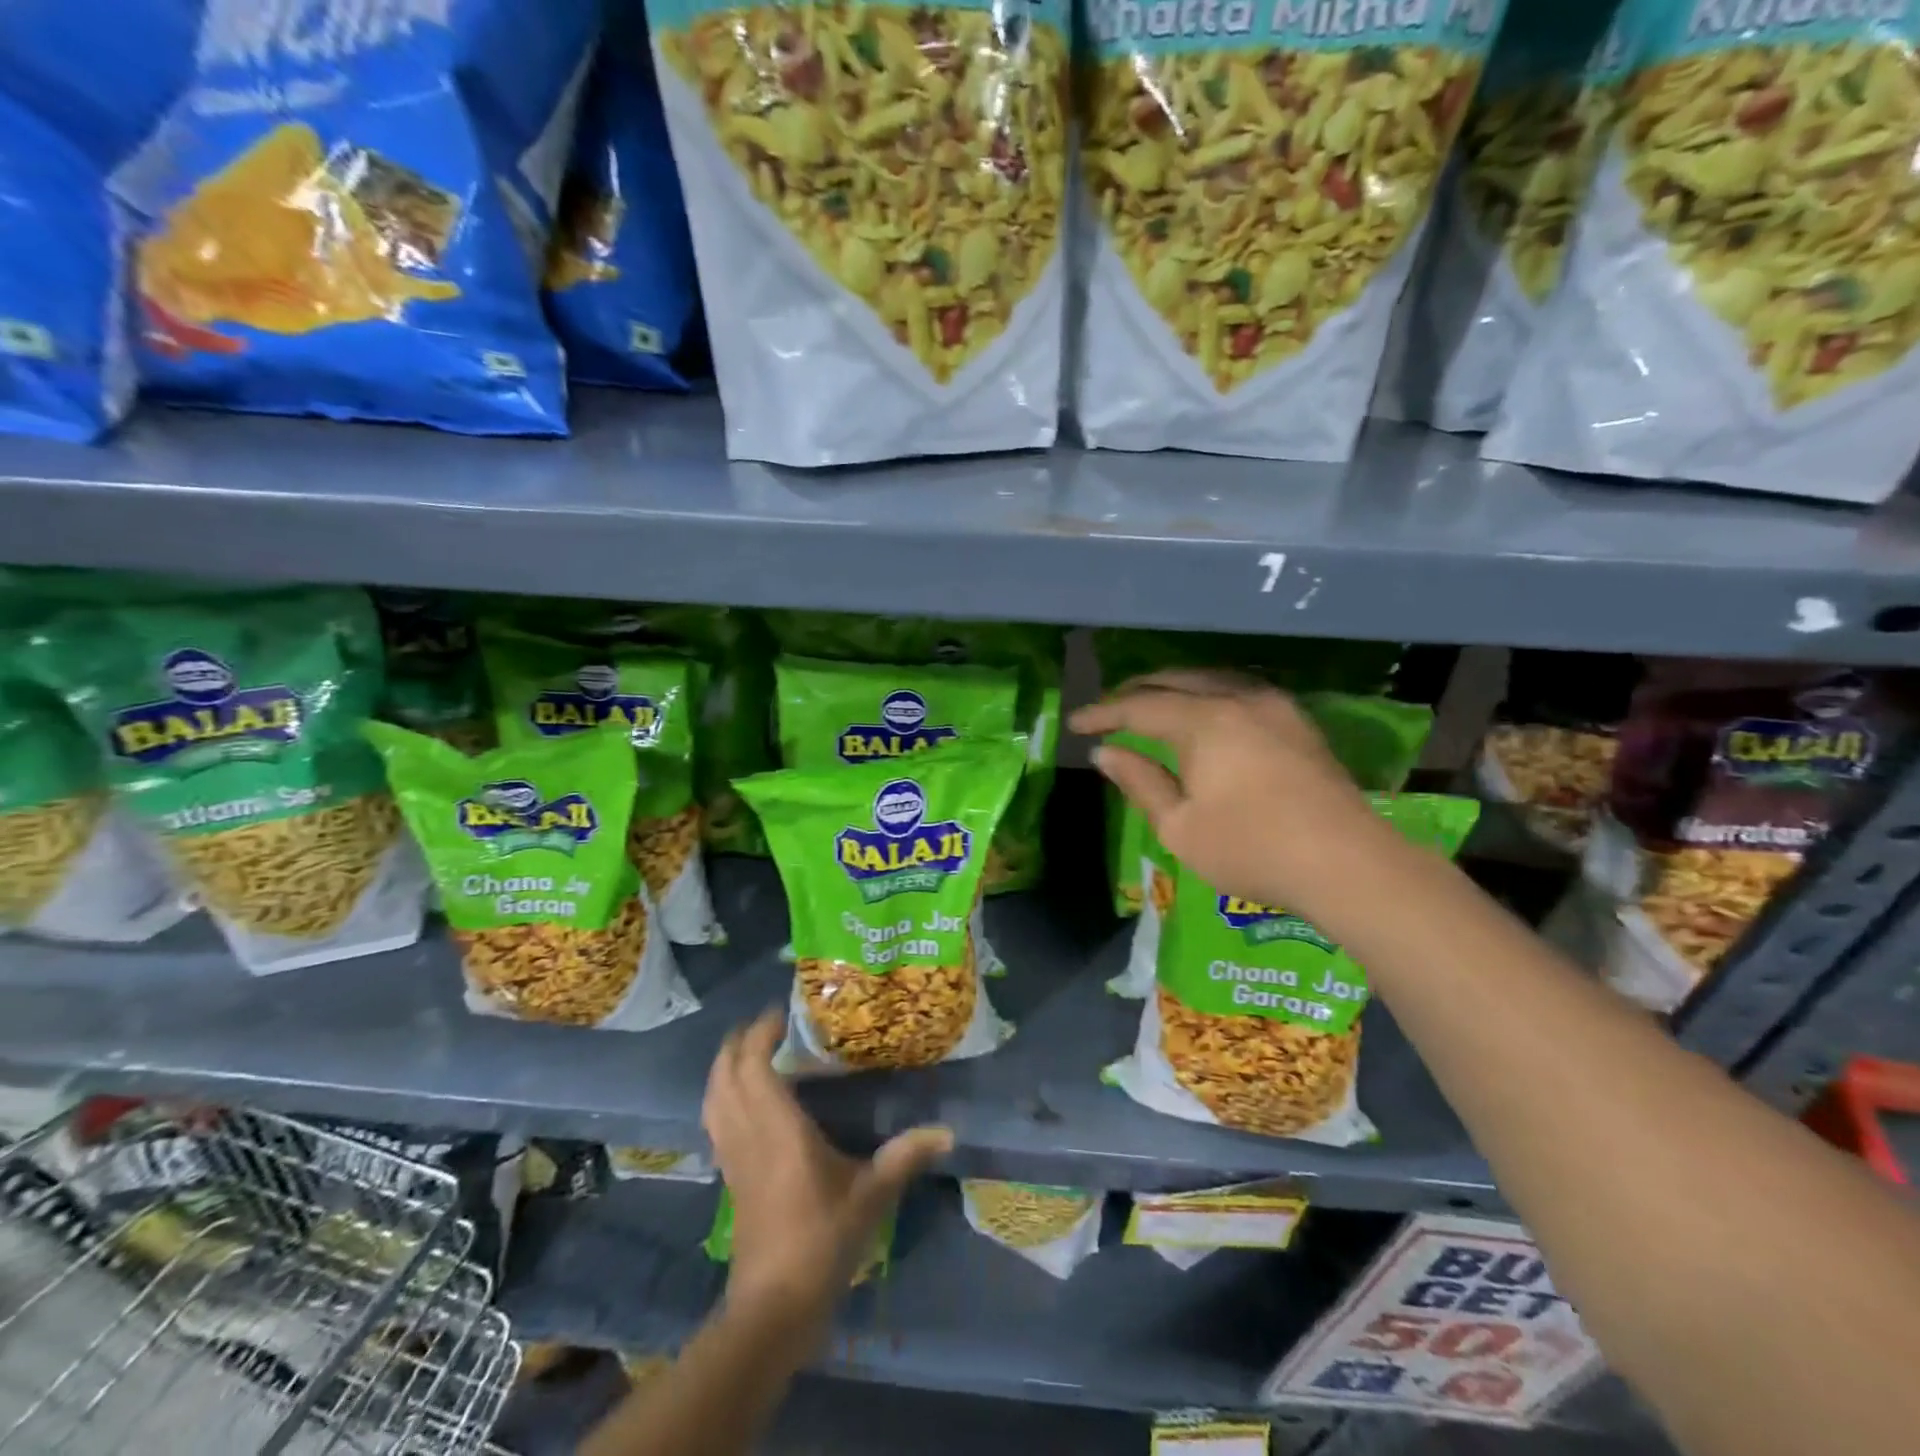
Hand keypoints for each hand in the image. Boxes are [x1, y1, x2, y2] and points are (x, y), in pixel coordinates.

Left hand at [702, 1011, 951, 1330]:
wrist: (773, 1308)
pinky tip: (744, 1097)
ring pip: (713, 1096)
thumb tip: (948, 1130)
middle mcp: (748, 1133)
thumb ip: (905, 1156)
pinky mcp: (729, 1175)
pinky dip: (722, 1094)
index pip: (754, 1065)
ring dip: (724, 1066)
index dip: (761, 1032)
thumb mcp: (871, 1196)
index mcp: (778, 1128)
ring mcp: (732, 1156)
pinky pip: (715, 1119)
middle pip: (725, 1073)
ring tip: (750, 1049)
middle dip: (738, 1041)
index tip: (784, 1012)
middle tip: (767, 1023)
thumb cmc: (822, 1241)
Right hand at [1070, 670, 1395, 916]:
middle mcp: (1239, 699)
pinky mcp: (1298, 723)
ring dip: (1174, 689)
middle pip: (1176, 681)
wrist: (1349, 864)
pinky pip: (1239, 691)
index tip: (1075, 724)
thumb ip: (1140, 783)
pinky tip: (1203, 714)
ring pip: (1211, 680)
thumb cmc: (1252, 849)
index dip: (1103, 713)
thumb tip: (1107, 753)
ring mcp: (1275, 707)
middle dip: (1136, 692)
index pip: (1140, 707)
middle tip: (1108, 710)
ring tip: (1150, 706)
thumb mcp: (1180, 826)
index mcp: (1205, 721)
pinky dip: (1207, 696)